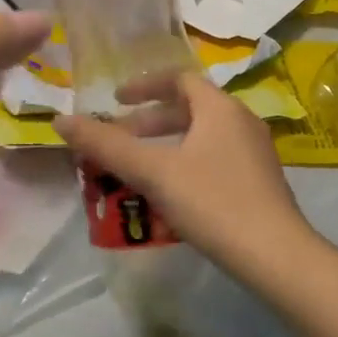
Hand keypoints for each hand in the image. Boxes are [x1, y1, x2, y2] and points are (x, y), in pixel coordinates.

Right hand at [55, 73, 315, 275]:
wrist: (277, 257)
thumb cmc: (212, 202)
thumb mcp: (152, 171)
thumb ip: (105, 145)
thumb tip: (60, 121)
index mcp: (220, 108)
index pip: (178, 79)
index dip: (143, 86)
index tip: (115, 100)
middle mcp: (241, 122)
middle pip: (188, 108)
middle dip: (148, 122)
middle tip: (119, 139)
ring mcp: (254, 154)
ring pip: (200, 137)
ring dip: (164, 146)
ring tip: (136, 170)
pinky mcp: (259, 183)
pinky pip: (213, 159)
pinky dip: (184, 165)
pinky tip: (168, 196)